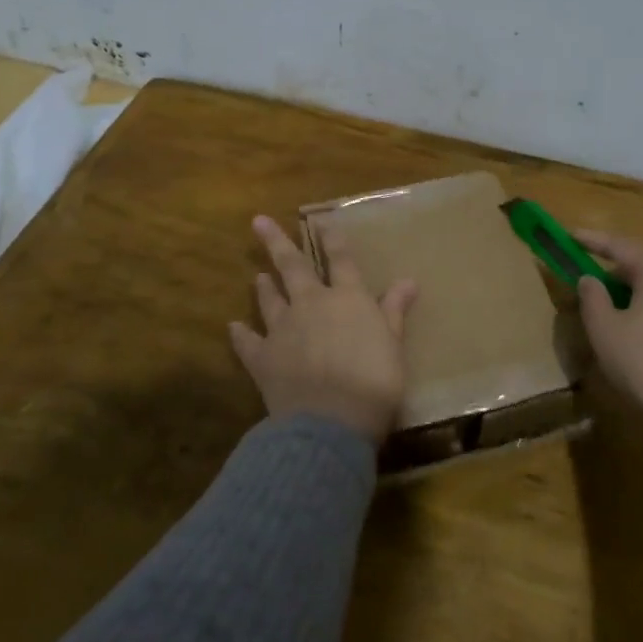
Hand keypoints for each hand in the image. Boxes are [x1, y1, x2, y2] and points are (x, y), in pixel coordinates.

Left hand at [230, 216, 419, 444]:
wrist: (331, 420)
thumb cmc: (374, 381)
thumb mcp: (394, 345)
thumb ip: (394, 311)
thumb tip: (409, 280)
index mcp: (348, 299)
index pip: (341, 261)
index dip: (332, 240)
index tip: (321, 222)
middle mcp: (312, 304)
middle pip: (293, 267)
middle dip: (276, 242)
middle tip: (257, 221)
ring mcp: (283, 329)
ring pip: (270, 300)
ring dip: (264, 287)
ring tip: (258, 275)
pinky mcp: (263, 358)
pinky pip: (248, 342)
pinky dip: (241, 335)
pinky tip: (233, 327)